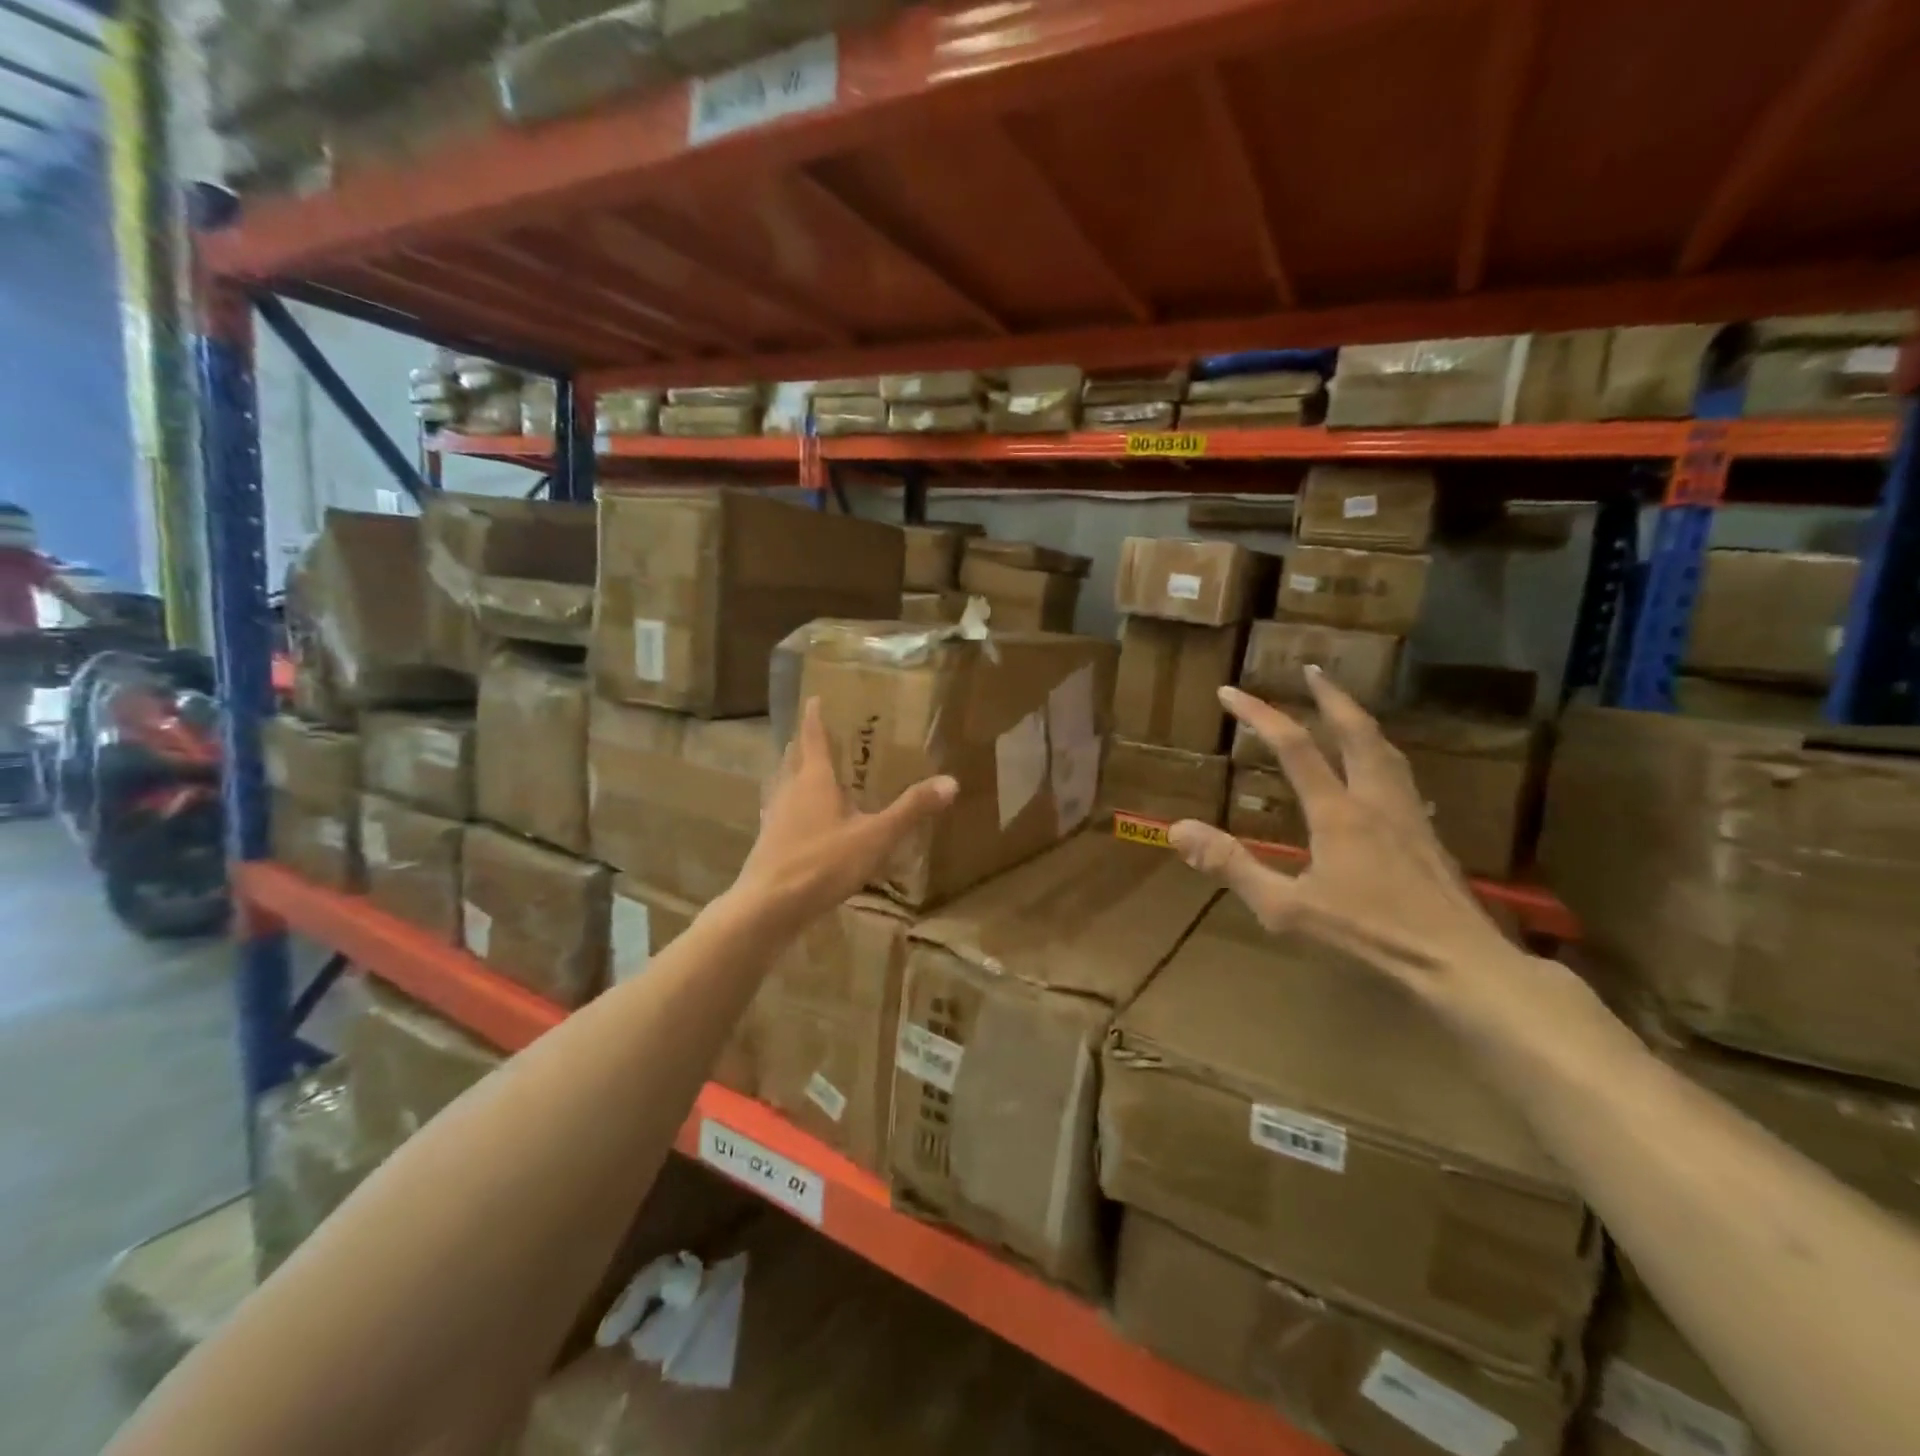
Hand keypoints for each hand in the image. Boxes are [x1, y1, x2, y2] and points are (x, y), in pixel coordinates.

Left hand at [729, 697, 956, 929]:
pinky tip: (801, 819)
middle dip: (804, 743)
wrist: (768, 907)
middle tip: (820, 733)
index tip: (815, 697)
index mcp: (814, 780)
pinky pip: (782, 811)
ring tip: (809, 770)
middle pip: (794, 758)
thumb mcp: (875, 836)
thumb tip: (951, 781)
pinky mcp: (769, 842)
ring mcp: (775, 817)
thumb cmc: (823, 862)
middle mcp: (790, 791)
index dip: (815, 716)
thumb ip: (911, 809)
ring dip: (795, 772)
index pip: (813, 737)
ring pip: (784, 784)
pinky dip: (792, 804)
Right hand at [1167, 673, 1536, 1030]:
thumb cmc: (1367, 934)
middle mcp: (1375, 800)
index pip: (1294, 747)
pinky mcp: (1428, 836)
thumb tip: (1177, 830)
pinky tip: (1379, 771)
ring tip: (1343, 707)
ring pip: (1385, 749)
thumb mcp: (1285, 907)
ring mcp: (1408, 815)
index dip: (1259, 714)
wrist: (1458, 963)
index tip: (1228, 691)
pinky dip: (1380, 753)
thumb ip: (1231, 865)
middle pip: (1355, 731)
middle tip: (1311, 669)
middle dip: (1329, 696)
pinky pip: (1400, 775)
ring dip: (1359, 719)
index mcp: (1338, 812)